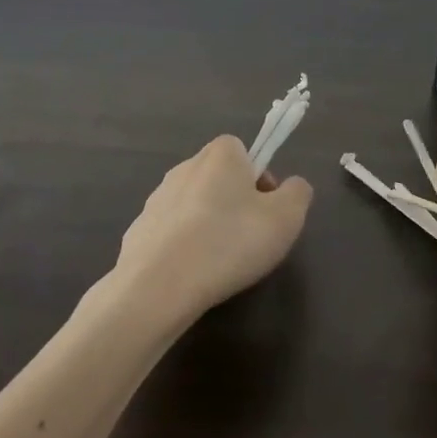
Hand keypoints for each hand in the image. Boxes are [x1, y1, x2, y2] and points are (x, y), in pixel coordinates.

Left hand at [114, 135, 313, 324]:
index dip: (261, 178)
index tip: (267, 211)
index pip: (245, 151)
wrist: (157, 287)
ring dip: (209, 226)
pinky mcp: (138, 231)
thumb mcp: (286, 218)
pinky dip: (184, 248)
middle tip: (249, 239)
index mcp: (220, 155)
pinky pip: (172, 234)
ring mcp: (156, 199)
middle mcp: (185, 167)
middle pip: (220, 178)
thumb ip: (298, 193)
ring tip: (220, 263)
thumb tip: (291, 187)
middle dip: (236, 203)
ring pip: (195, 206)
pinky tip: (191, 275)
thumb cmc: (230, 242)